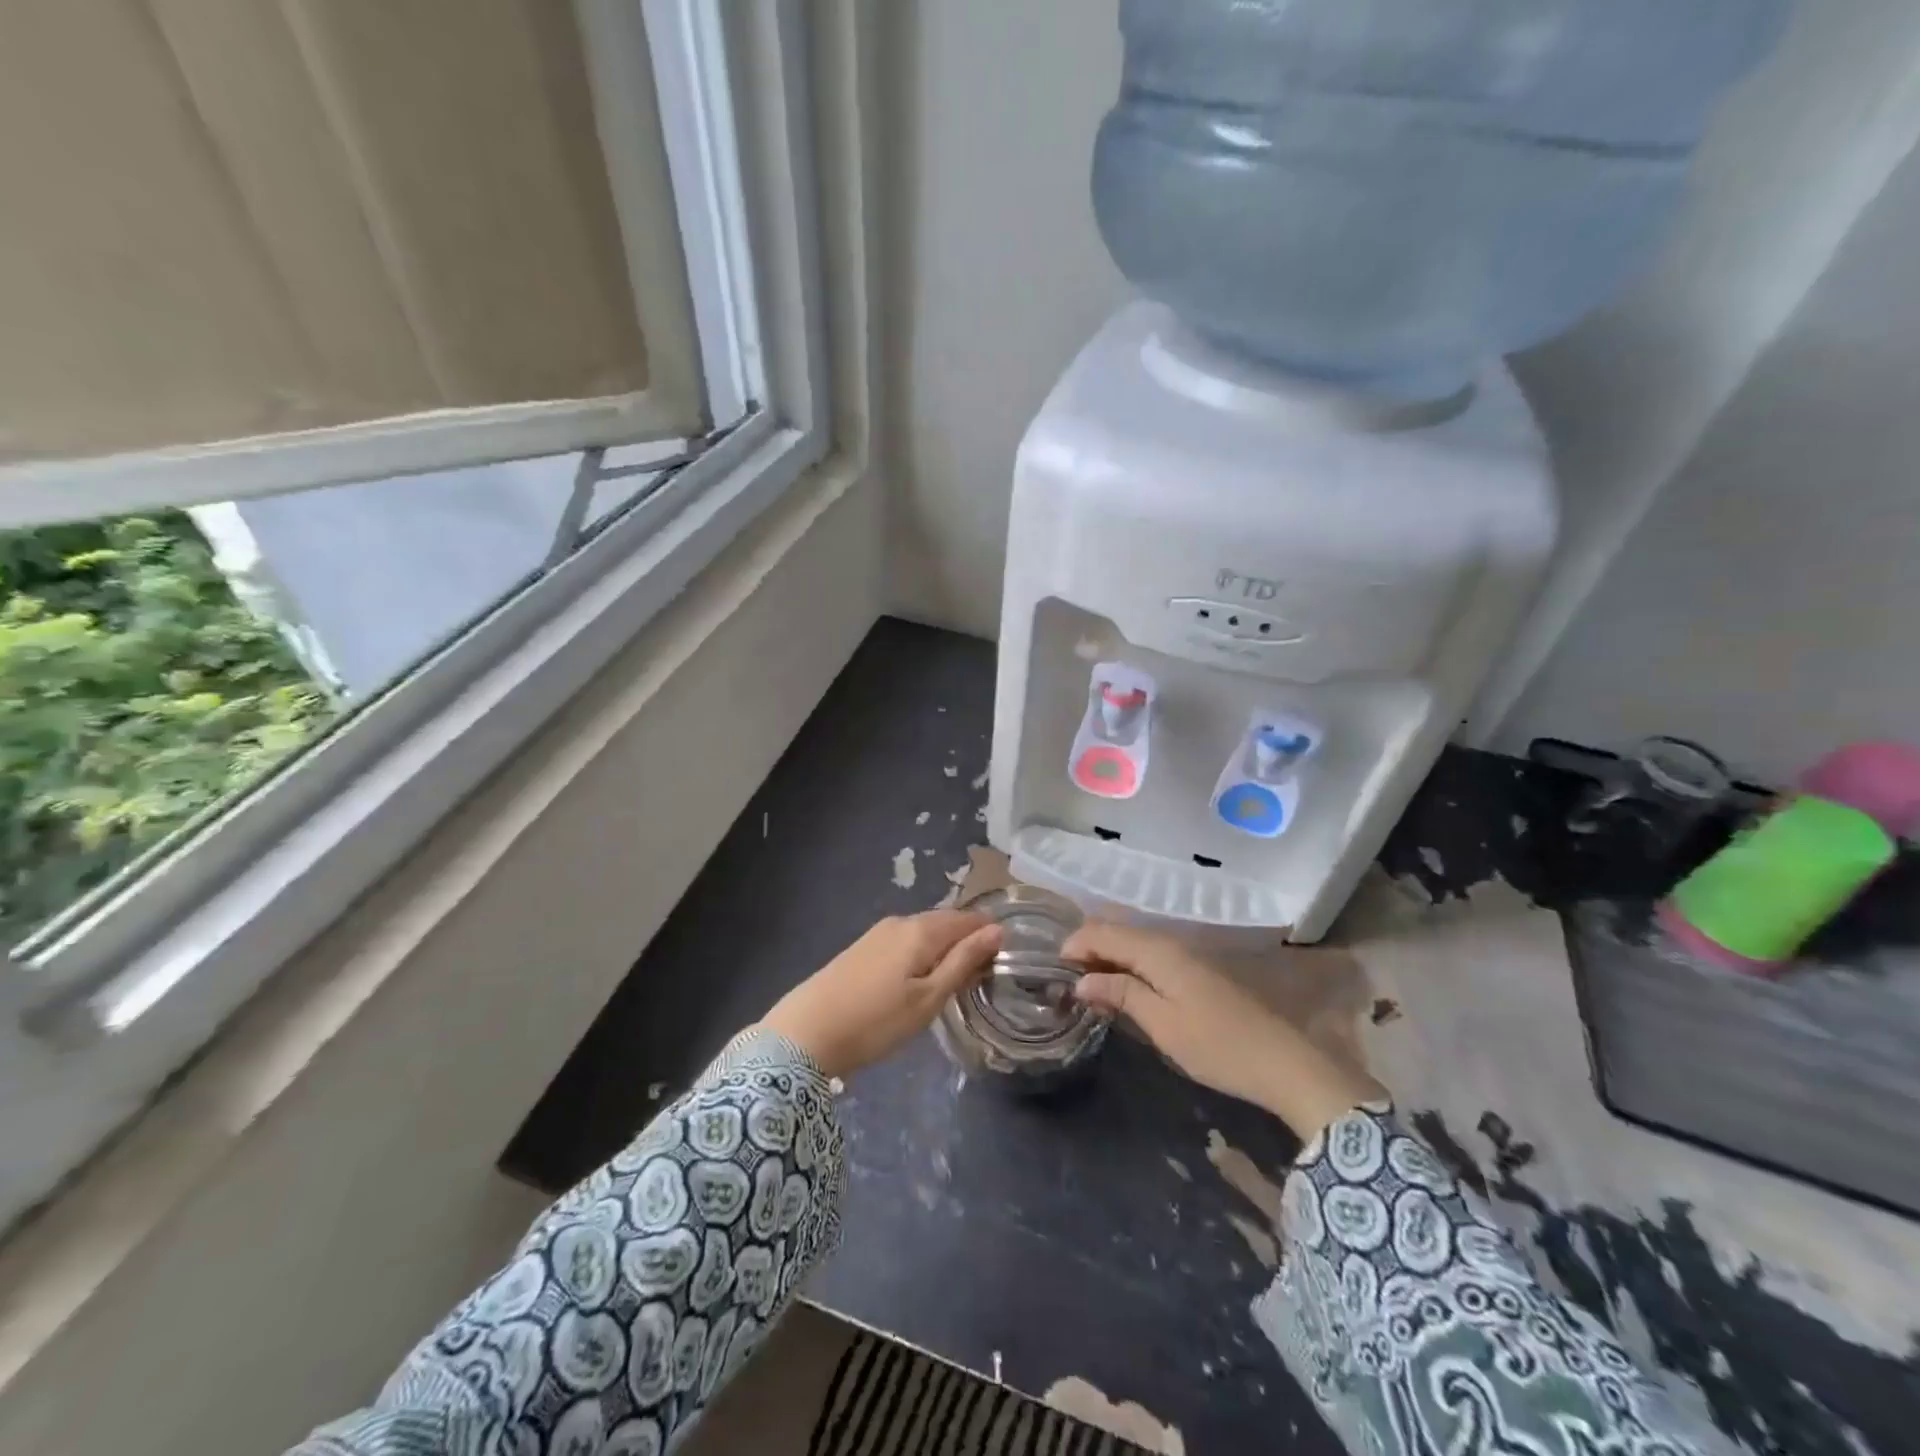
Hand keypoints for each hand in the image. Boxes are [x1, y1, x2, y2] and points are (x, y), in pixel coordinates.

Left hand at [760, 910, 1001, 1079]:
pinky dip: (922, 956)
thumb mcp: (928, 999)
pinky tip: (920, 981)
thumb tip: (998, 930)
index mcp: (921, 929)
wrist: (805, 1034)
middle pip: (946, 923)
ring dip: (944, 950)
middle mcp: (901, 921)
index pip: (968, 919)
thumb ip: (963, 962)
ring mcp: (878, 933)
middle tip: (984, 976)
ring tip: (955, 982)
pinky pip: (905, 943)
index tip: (1006, 960)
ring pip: (924, 933)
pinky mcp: (862, 948)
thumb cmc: (876, 1021)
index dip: (990, 935)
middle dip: (968, 942)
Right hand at [1065, 922, 1380, 1138]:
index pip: (1101, 931)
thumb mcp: (1161, 1023)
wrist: (1282, 1062)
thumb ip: (1119, 994)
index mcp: (1156, 949)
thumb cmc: (1216, 1045)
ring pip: (1132, 943)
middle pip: (1116, 931)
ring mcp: (1184, 955)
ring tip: (1084, 986)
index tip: (1051, 972)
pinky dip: (1126, 966)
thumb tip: (1079, 980)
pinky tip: (1119, 990)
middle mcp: (1168, 942)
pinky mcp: (1194, 972)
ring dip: (1105, 958)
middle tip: (1063, 980)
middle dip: (1086, 948)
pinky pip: (1148, 956)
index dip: (1073, 945)